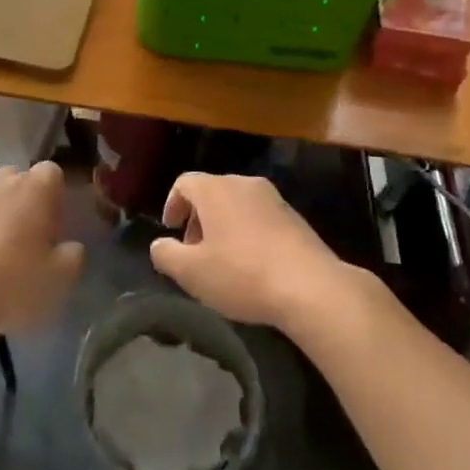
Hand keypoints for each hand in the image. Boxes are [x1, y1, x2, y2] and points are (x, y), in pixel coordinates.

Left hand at [0, 161, 83, 340]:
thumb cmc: (10, 285)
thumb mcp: (59, 280)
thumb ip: (73, 256)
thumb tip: (70, 246)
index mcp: (35, 187)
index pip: (53, 175)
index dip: (56, 202)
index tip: (54, 232)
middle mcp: (0, 180)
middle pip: (19, 182)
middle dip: (25, 205)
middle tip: (27, 244)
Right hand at [148, 173, 350, 329]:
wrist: (310, 286)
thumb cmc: (242, 274)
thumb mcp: (192, 273)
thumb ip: (166, 255)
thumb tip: (159, 245)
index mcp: (216, 189)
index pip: (184, 183)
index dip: (172, 204)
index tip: (171, 231)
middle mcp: (244, 184)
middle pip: (211, 192)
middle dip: (198, 219)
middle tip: (194, 252)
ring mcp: (273, 198)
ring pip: (237, 204)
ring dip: (223, 227)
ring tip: (223, 262)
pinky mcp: (294, 217)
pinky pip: (260, 217)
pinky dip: (248, 233)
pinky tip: (252, 266)